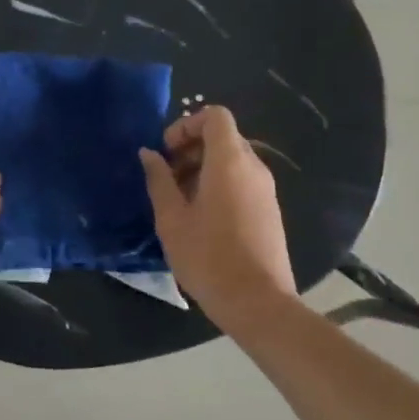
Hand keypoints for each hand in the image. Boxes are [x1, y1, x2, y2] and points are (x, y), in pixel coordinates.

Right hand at [138, 106, 295, 325]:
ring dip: (202, 168)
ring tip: (179, 201)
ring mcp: (266, 190)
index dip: (186, 124)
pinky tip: (200, 218)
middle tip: (166, 177)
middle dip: (191, 148)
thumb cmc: (208, 257)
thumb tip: (149, 154)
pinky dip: (219, 184)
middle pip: (223, 137)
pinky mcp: (269, 210)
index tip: (166, 151)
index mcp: (229, 162)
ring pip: (232, 160)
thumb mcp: (171, 219)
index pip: (215, 116)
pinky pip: (242, 181)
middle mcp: (253, 168)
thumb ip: (159, 180)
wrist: (258, 303)